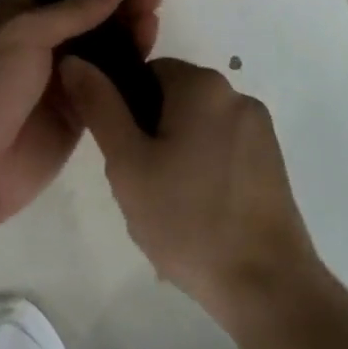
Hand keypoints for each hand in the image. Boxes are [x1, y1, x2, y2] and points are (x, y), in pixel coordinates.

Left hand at [0, 0, 161, 237]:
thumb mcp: (22, 34)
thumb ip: (71, 11)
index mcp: (6, 19)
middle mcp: (31, 46)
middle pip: (80, 16)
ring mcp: (53, 82)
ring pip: (97, 47)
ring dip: (125, 25)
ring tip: (156, 4)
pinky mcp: (73, 115)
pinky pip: (105, 83)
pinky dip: (128, 63)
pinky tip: (151, 44)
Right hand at [59, 56, 319, 318]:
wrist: (267, 287)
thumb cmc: (188, 220)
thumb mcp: (127, 163)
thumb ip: (99, 106)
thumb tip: (75, 61)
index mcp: (203, 86)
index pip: (147, 72)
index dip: (125, 108)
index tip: (123, 152)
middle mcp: (237, 95)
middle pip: (173, 99)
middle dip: (150, 133)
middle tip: (140, 183)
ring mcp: (260, 130)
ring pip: (197, 127)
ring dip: (176, 153)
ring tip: (168, 205)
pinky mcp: (273, 162)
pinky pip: (222, 149)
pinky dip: (204, 170)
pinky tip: (197, 213)